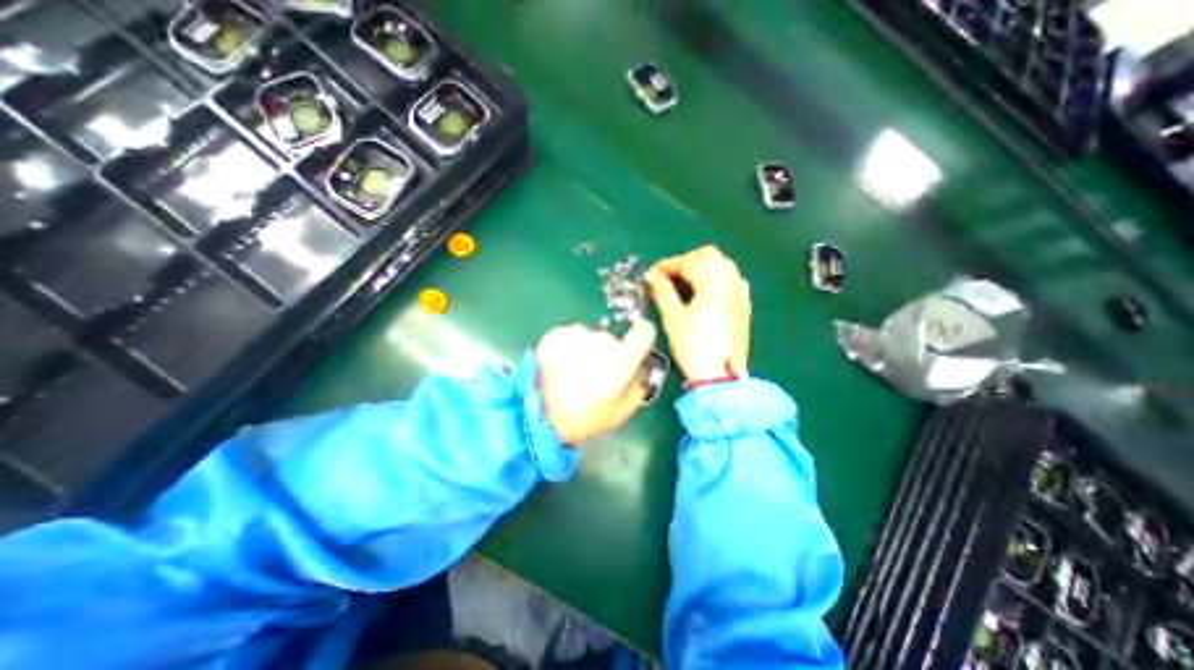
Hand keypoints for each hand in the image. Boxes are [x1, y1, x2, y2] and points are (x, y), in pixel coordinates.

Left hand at [536, 318, 657, 443]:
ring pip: (590, 339)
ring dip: (586, 351)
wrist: (539, 413)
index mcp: (621, 360)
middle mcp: (601, 341)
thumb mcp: (621, 411)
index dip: (643, 335)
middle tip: (595, 377)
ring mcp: (577, 335)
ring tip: (573, 374)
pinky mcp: (556, 333)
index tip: (637, 344)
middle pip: (612, 341)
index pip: (643, 332)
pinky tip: (560, 366)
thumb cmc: (585, 417)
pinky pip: (571, 336)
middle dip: (607, 354)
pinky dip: (568, 348)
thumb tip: (639, 368)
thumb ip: (638, 386)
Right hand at [643, 243, 741, 381]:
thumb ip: (662, 292)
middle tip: (671, 276)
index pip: (688, 262)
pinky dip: (717, 277)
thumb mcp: (673, 319)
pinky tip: (706, 291)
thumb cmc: (693, 347)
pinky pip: (732, 278)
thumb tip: (651, 275)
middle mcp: (729, 282)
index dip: (667, 265)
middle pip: (709, 255)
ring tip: (686, 282)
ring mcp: (739, 293)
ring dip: (703, 266)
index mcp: (712, 284)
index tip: (652, 273)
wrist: (721, 375)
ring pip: (723, 264)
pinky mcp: (743, 304)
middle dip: (687, 260)